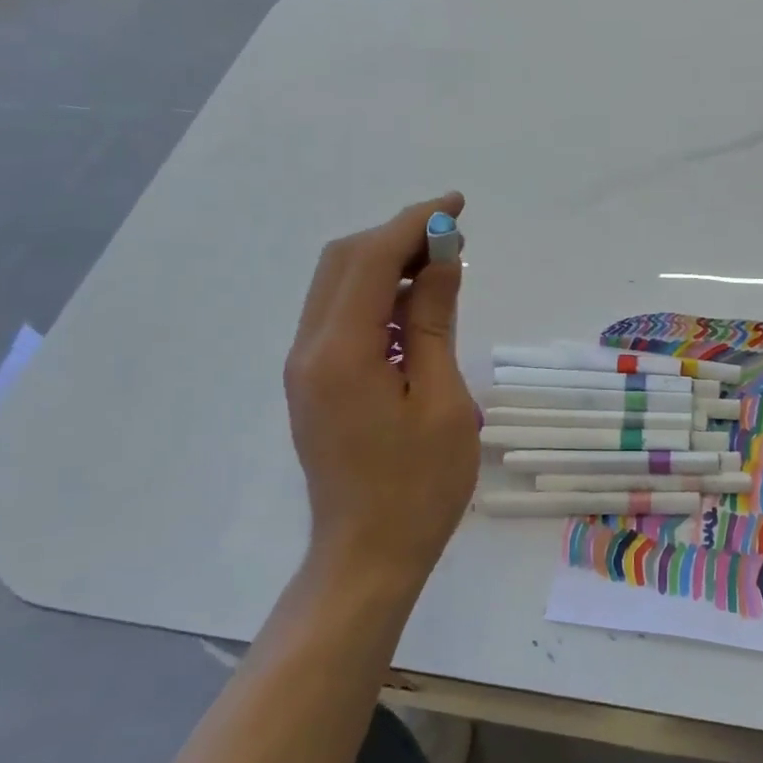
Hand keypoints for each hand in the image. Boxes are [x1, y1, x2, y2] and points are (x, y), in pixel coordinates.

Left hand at [285, 194, 478, 600]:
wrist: (367, 556)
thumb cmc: (418, 487)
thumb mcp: (442, 400)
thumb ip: (435, 322)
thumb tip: (441, 260)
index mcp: (340, 352)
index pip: (371, 259)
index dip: (413, 223)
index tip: (456, 206)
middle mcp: (309, 349)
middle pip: (344, 261)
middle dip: (397, 236)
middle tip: (452, 237)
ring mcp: (305, 366)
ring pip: (338, 285)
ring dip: (386, 263)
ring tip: (441, 266)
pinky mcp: (314, 382)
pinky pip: (341, 316)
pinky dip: (377, 295)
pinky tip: (416, 307)